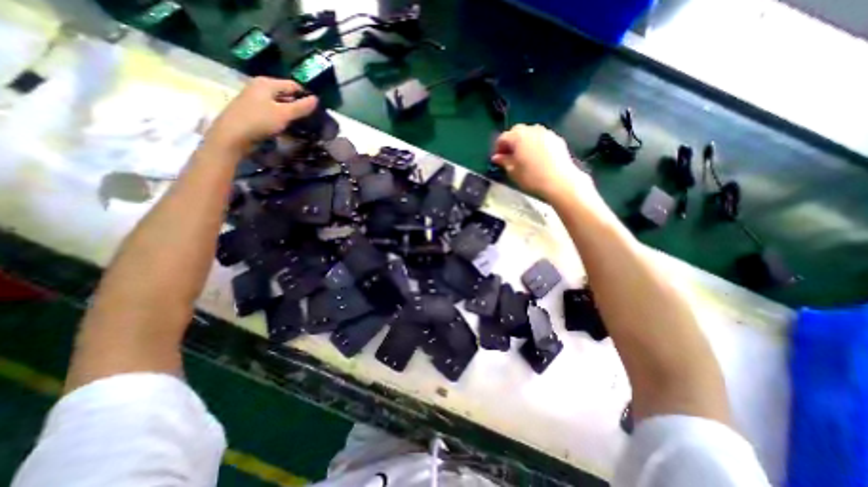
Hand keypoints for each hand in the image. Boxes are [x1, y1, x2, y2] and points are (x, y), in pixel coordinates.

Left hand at [204, 77, 318, 155]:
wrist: (232, 136)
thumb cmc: (259, 121)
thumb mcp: (284, 114)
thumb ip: (301, 107)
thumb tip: (316, 99)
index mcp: (266, 83)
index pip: (292, 85)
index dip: (305, 96)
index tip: (316, 110)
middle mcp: (259, 87)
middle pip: (285, 94)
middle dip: (298, 105)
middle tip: (311, 118)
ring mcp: (255, 99)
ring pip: (279, 104)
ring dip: (290, 113)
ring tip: (301, 124)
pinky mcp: (253, 111)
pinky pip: (272, 111)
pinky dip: (281, 118)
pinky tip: (287, 127)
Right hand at [490, 124, 592, 203]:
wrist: (559, 181)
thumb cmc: (532, 177)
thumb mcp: (513, 171)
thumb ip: (504, 161)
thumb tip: (497, 157)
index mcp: (518, 137)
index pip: (503, 137)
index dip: (498, 147)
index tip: (497, 158)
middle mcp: (532, 130)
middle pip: (517, 131)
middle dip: (511, 141)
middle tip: (509, 155)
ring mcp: (546, 133)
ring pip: (530, 132)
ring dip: (524, 141)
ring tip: (523, 155)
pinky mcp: (557, 139)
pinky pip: (542, 138)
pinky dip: (536, 144)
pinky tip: (536, 157)